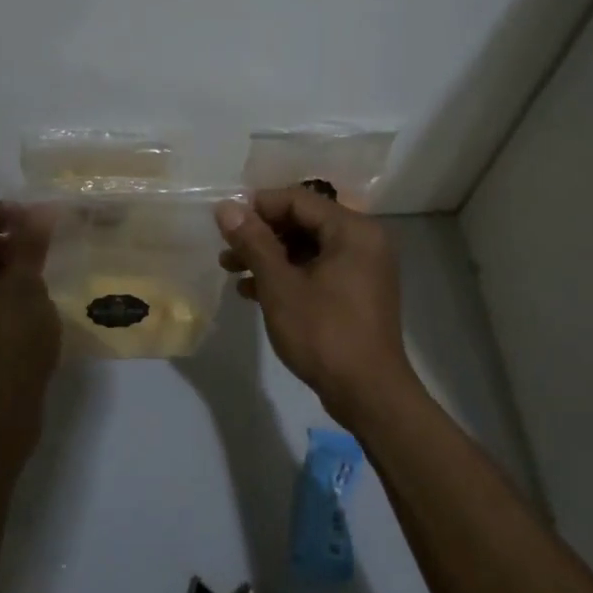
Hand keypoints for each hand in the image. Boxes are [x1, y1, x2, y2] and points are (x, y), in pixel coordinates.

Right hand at [215, 188, 416, 412]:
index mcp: (353, 230)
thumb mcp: (280, 285)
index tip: (225, 222)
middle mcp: (364, 240)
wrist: (368, 393)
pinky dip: (288, 275)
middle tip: (226, 249)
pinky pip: (318, 269)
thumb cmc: (323, 333)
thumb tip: (226, 207)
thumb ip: (253, 242)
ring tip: (231, 270)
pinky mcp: (357, 292)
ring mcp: (363, 268)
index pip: (298, 200)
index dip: (258, 206)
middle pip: (304, 221)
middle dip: (261, 234)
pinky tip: (253, 291)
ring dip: (269, 256)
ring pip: (308, 248)